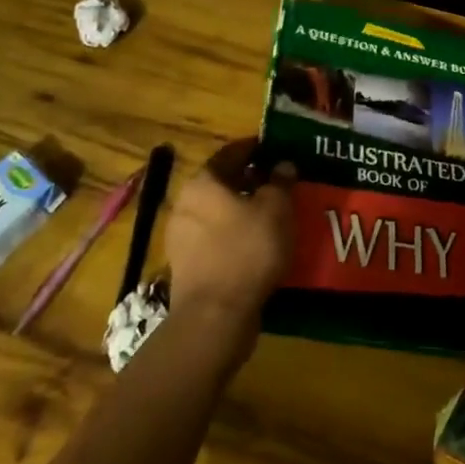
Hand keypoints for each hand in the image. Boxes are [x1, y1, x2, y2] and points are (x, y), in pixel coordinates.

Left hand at [163, 139, 296, 328]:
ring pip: (218, 212)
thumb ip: (281, 181)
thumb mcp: (276, 209)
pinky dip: (235, 235)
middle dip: (250, 180)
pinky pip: (215, 239)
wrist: (215, 314)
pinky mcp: (186, 266)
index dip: (256, 148)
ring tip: (272, 214)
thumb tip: (283, 165)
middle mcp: (185, 203)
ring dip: (242, 209)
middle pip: (223, 183)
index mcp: (204, 182)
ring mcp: (181, 237)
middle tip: (279, 182)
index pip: (231, 152)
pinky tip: (257, 244)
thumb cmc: (247, 249)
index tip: (276, 149)